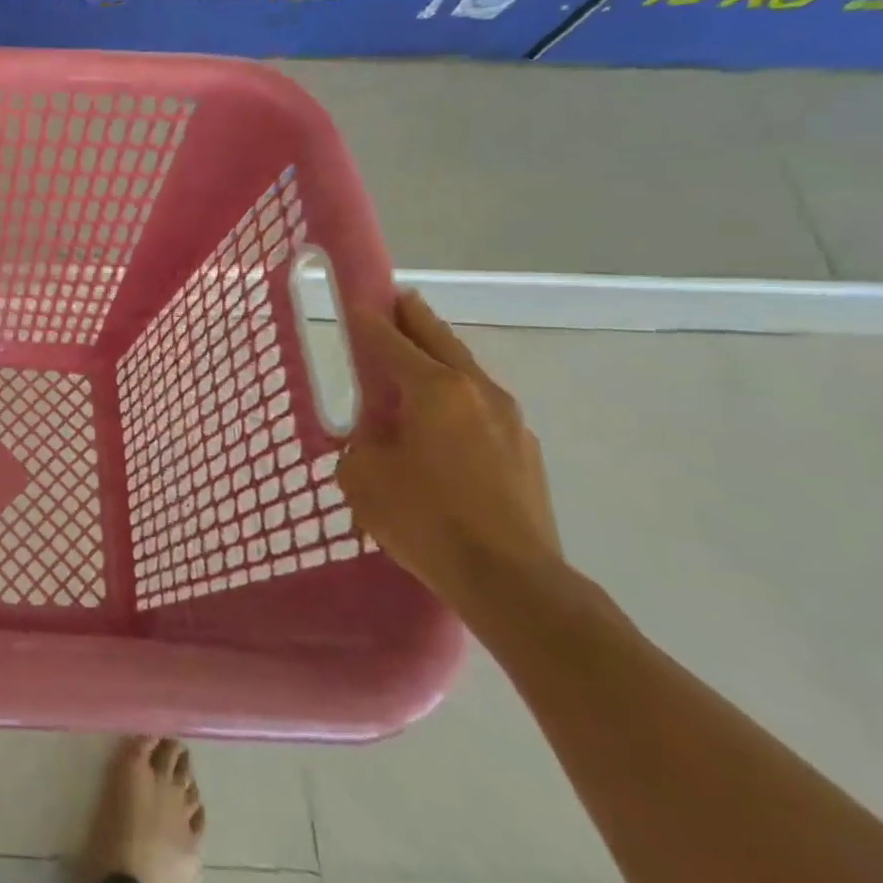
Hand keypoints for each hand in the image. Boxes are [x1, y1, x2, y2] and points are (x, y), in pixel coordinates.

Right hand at [339, 291, 563, 616]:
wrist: (513, 583)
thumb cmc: (426, 519)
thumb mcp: (363, 475)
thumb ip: (362, 442)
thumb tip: (378, 436)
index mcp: (435, 389)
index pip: (391, 340)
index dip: (369, 319)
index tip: (356, 300)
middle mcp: (478, 392)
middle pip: (441, 340)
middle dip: (415, 318)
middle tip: (396, 301)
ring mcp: (511, 422)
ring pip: (467, 372)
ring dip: (441, 358)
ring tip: (417, 359)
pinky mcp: (526, 453)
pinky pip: (482, 408)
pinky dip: (458, 397)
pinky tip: (443, 420)